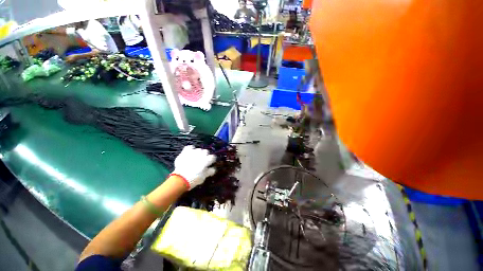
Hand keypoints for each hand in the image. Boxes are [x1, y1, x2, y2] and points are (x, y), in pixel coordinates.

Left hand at [172, 145, 215, 189]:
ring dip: (198, 153)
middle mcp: (201, 154)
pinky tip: (190, 153)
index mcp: (207, 160)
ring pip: (198, 149)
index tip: (210, 163)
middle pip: (206, 151)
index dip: (211, 160)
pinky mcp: (186, 152)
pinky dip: (190, 149)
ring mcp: (193, 152)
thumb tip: (213, 169)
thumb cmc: (194, 178)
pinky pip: (189, 147)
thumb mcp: (204, 177)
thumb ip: (210, 171)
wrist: (181, 178)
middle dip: (205, 155)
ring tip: (195, 158)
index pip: (213, 157)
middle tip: (202, 161)